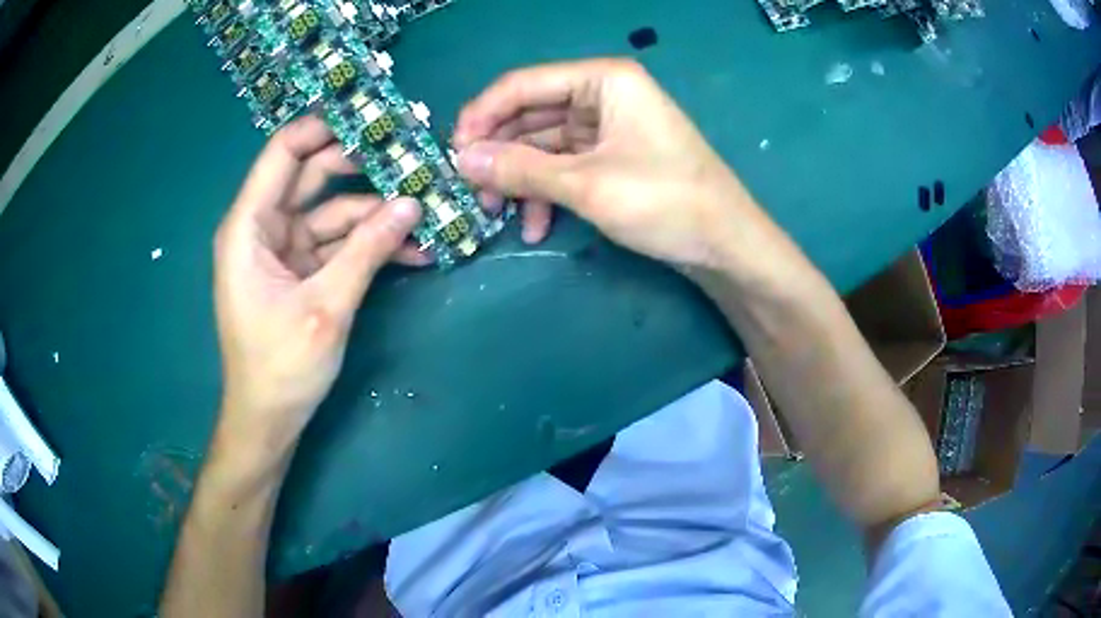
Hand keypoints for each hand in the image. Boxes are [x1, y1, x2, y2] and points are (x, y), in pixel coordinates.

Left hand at [213, 116, 422, 457]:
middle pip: (314, 175)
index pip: (283, 153)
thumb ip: (366, 250)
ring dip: (377, 214)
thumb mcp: (326, 306)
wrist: (270, 420)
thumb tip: (411, 204)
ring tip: (427, 213)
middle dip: (362, 166)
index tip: (372, 116)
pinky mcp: (304, 271)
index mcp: (249, 226)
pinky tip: (414, 251)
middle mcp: (264, 228)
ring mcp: (286, 249)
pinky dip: (371, 246)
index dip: (324, 127)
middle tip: (412, 157)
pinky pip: (340, 245)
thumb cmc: (281, 366)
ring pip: (335, 212)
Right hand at [453, 58, 764, 268]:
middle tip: (470, 190)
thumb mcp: (586, 185)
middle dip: (498, 154)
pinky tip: (533, 225)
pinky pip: (564, 166)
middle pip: (530, 115)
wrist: (726, 245)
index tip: (452, 153)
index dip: (482, 115)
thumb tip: (460, 160)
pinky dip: (545, 192)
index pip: (523, 85)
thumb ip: (520, 169)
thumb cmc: (665, 202)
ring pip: (543, 145)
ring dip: (518, 179)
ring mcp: (608, 128)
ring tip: (496, 214)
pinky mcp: (612, 158)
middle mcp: (603, 95)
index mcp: (602, 80)